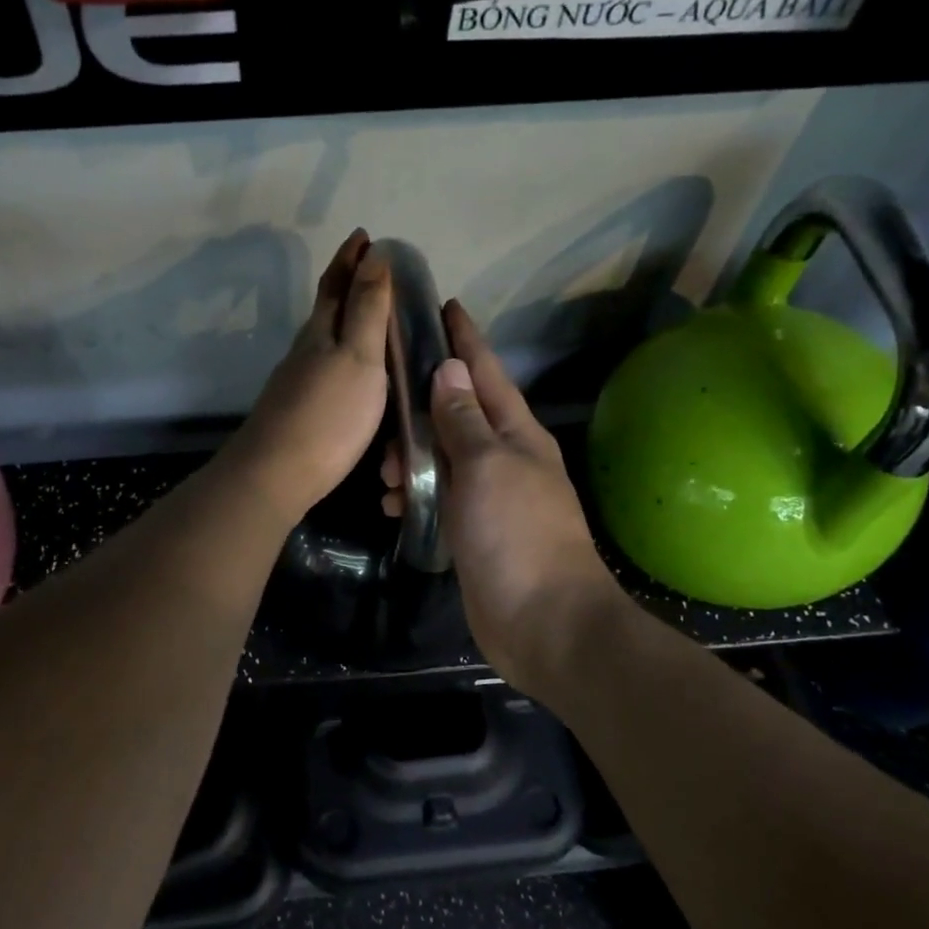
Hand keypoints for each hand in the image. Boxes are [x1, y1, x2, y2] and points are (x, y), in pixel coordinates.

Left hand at [227, 230, 391, 523]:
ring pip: (323, 340)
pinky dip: (341, 356)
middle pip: (326, 309)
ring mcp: (297, 382)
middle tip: (373, 270)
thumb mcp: (358, 356)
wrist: (276, 474)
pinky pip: (324, 369)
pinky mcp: (298, 411)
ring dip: (345, 322)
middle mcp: (304, 351)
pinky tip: (351, 373)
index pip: (336, 283)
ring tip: (372, 319)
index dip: (350, 258)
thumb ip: (367, 309)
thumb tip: (373, 254)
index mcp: (321, 332)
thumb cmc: (328, 414)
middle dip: (348, 285)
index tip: (364, 234)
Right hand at [384, 301, 618, 684]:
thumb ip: (463, 419)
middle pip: (459, 413)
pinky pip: (440, 496)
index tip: (444, 306)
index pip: (485, 372)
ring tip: (386, 473)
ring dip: (413, 457)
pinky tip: (396, 505)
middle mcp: (505, 458)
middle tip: (384, 407)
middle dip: (422, 405)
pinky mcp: (475, 531)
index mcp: (516, 434)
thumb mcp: (486, 466)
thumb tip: (451, 369)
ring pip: (444, 457)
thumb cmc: (516, 534)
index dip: (465, 338)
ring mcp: (491, 496)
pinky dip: (417, 494)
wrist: (544, 622)